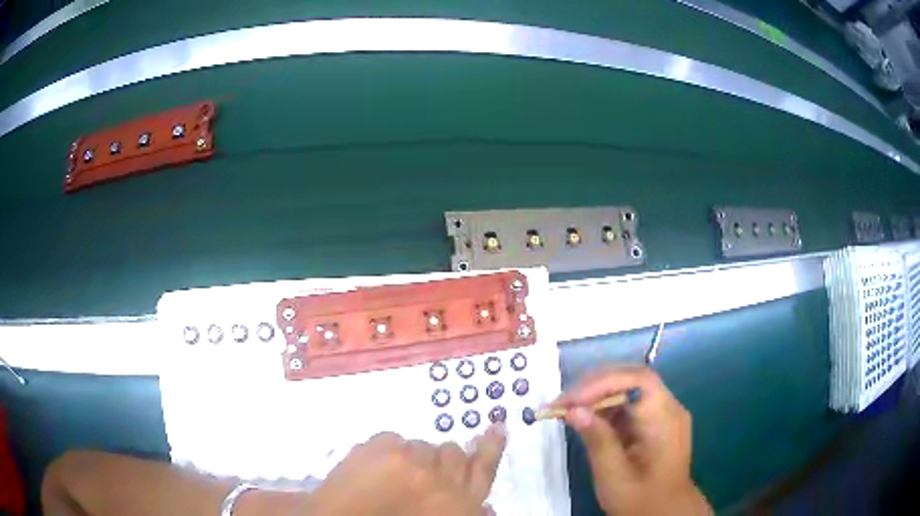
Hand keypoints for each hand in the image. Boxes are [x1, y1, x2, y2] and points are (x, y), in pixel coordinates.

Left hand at [307, 425, 506, 515]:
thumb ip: (466, 512)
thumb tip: (487, 506)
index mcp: (460, 504)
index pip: (484, 469)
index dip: (491, 447)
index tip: (497, 427)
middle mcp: (442, 480)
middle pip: (453, 452)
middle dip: (439, 460)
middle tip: (418, 474)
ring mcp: (412, 462)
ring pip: (422, 444)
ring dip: (411, 457)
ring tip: (389, 476)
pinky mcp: (382, 448)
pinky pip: (393, 437)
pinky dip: (385, 450)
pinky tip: (373, 468)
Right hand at [552, 367, 710, 515]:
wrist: (665, 513)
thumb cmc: (640, 499)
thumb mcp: (614, 476)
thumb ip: (597, 441)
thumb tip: (573, 410)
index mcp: (665, 419)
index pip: (638, 380)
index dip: (604, 382)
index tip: (572, 401)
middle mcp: (669, 408)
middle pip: (632, 379)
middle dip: (595, 386)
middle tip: (562, 402)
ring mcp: (663, 414)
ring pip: (629, 389)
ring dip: (597, 396)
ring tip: (567, 410)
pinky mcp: (655, 422)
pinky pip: (629, 405)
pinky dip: (605, 409)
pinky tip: (586, 419)